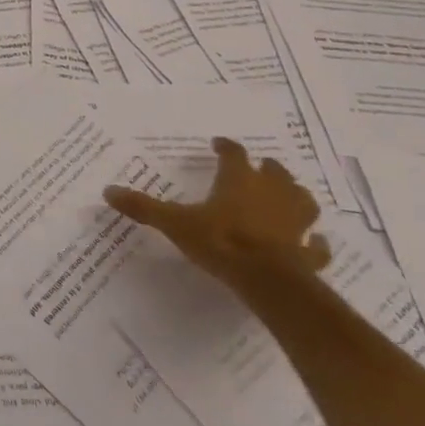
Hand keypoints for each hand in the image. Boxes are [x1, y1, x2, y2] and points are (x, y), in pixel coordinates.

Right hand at [105, 137, 330, 293]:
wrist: (267, 280)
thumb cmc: (221, 241)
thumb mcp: (174, 222)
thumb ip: (143, 207)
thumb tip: (107, 190)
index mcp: (239, 180)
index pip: (234, 154)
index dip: (227, 148)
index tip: (218, 145)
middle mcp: (271, 193)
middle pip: (275, 172)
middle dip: (266, 169)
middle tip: (257, 168)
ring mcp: (295, 222)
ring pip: (302, 200)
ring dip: (295, 196)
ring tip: (288, 197)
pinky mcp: (309, 251)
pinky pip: (317, 245)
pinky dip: (315, 242)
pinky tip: (313, 243)